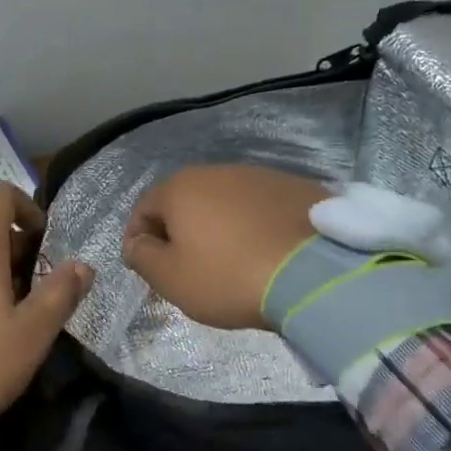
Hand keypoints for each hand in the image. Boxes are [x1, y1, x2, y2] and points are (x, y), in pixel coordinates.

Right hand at [123, 165, 328, 329]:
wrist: (315, 273)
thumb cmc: (229, 276)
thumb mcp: (171, 278)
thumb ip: (142, 257)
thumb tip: (136, 243)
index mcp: (181, 188)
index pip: (144, 208)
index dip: (137, 237)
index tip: (143, 265)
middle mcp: (219, 171)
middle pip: (186, 201)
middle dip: (178, 230)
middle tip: (184, 265)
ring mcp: (262, 176)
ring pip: (225, 202)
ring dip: (218, 226)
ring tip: (228, 260)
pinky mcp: (298, 189)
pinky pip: (261, 208)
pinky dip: (253, 226)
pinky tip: (263, 252)